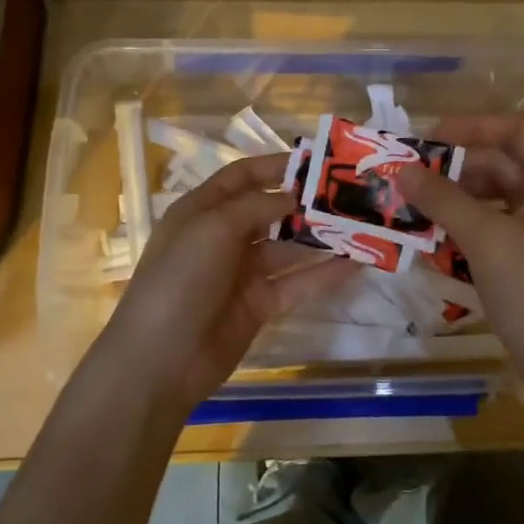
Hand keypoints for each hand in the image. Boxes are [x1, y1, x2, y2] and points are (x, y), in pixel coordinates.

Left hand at [87, 154, 345, 410]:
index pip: (242, 177)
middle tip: (350, 195)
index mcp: (202, 210)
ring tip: (363, 226)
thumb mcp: (211, 230)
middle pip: (271, 211)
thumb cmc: (179, 280)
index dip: (276, 166)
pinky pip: (297, 282)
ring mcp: (243, 273)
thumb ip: (256, 206)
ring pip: (289, 248)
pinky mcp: (260, 305)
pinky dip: (324, 274)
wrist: (160, 361)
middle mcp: (224, 237)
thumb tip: (293, 196)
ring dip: (322, 238)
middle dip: (307, 203)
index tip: (316, 162)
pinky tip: (356, 264)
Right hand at [396, 117, 523, 383]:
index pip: (519, 131)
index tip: (432, 137)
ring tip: (418, 203)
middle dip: (459, 168)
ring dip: (460, 197)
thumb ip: (443, 199)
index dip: (475, 127)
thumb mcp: (485, 239)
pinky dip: (471, 224)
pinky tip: (438, 233)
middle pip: (507, 165)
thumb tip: (402, 169)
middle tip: (414, 174)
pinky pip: (501, 225)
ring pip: (500, 197)